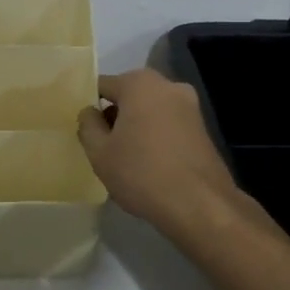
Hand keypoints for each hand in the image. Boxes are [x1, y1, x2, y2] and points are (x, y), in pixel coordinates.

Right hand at [77, 69, 250, 237]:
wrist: (201, 206)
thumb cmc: (141, 173)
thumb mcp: (99, 152)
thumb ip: (87, 125)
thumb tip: (90, 112)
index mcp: (139, 83)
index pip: (102, 86)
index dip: (90, 108)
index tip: (85, 131)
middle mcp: (168, 85)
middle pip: (129, 96)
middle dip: (115, 116)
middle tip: (104, 146)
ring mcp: (190, 106)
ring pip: (150, 110)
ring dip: (136, 127)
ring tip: (127, 159)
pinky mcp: (204, 129)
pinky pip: (168, 125)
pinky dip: (156, 137)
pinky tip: (151, 165)